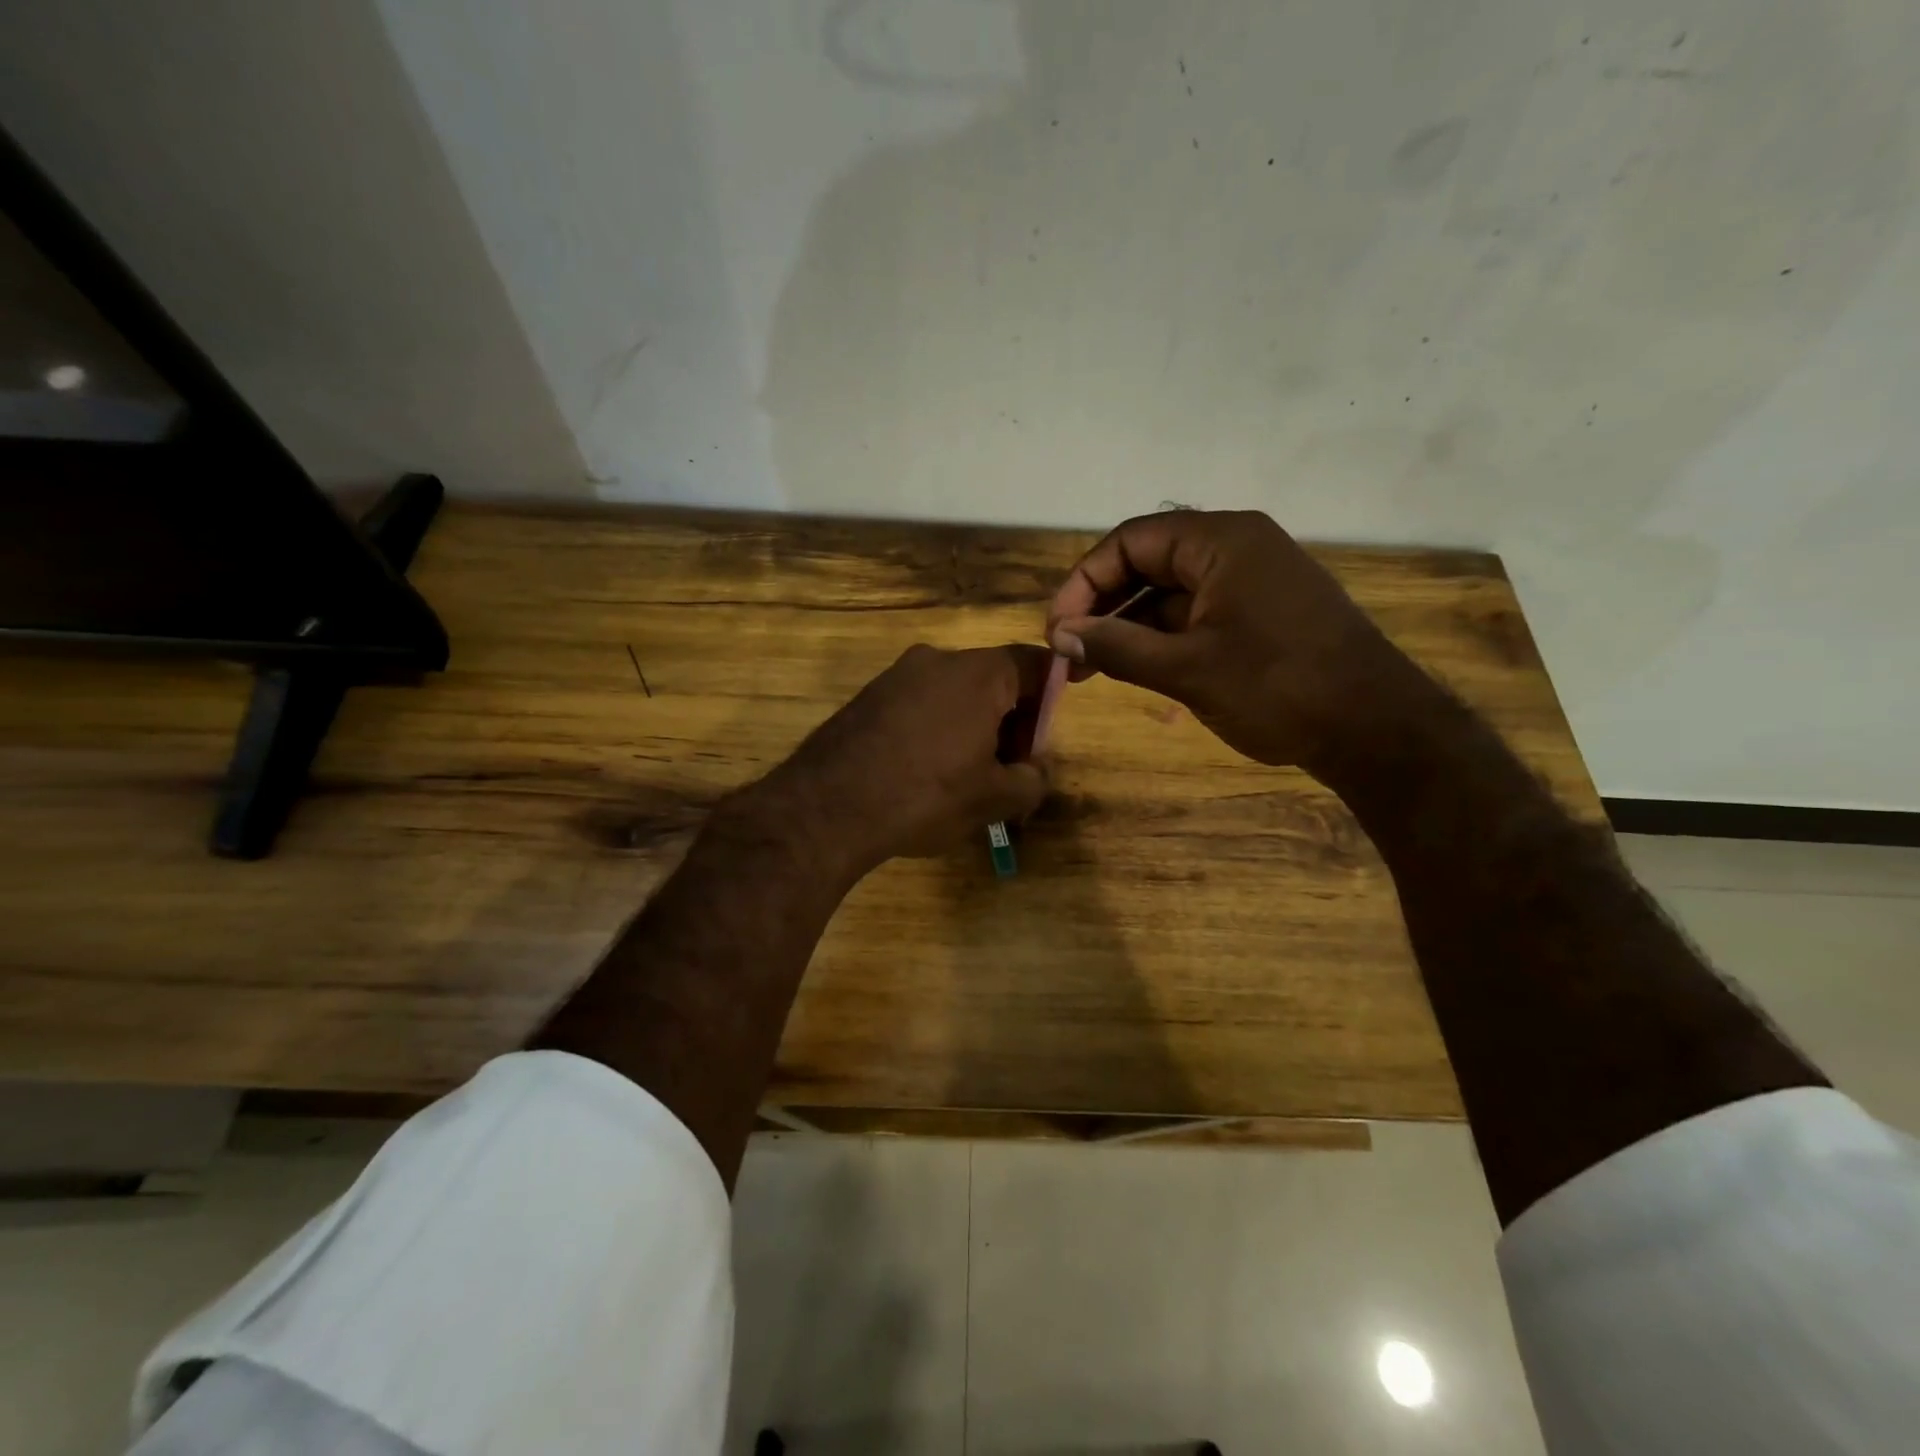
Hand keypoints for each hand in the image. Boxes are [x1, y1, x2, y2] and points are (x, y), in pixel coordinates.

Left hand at [752, 643, 1052, 878]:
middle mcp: (937, 659)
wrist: (826, 808)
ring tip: (966, 779)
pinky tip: (925, 773)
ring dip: (973, 727)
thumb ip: (1032, 779)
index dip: (1052, 698)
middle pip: (994, 679)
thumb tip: (1036, 769)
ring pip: (954, 693)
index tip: (1043, 739)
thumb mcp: (994, 798)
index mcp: (978, 673)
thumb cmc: (925, 795)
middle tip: (1010, 771)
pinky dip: (937, 729)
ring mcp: (897, 675)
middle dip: (1012, 721)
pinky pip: (920, 704)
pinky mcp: (869, 696)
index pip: (1035, 664)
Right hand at [1045, 509, 1432, 775]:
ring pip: (1170, 593)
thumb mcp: (1188, 669)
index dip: (1084, 582)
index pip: (1130, 542)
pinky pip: (1197, 615)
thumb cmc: (1279, 688)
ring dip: (1129, 627)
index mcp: (1222, 541)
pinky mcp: (1262, 614)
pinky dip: (1162, 639)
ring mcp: (1253, 582)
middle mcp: (1237, 549)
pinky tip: (1137, 670)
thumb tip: (1061, 635)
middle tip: (1069, 653)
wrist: (1377, 730)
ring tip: (1092, 668)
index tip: (1058, 630)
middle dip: (1103, 607)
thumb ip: (1118, 647)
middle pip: (1148, 563)